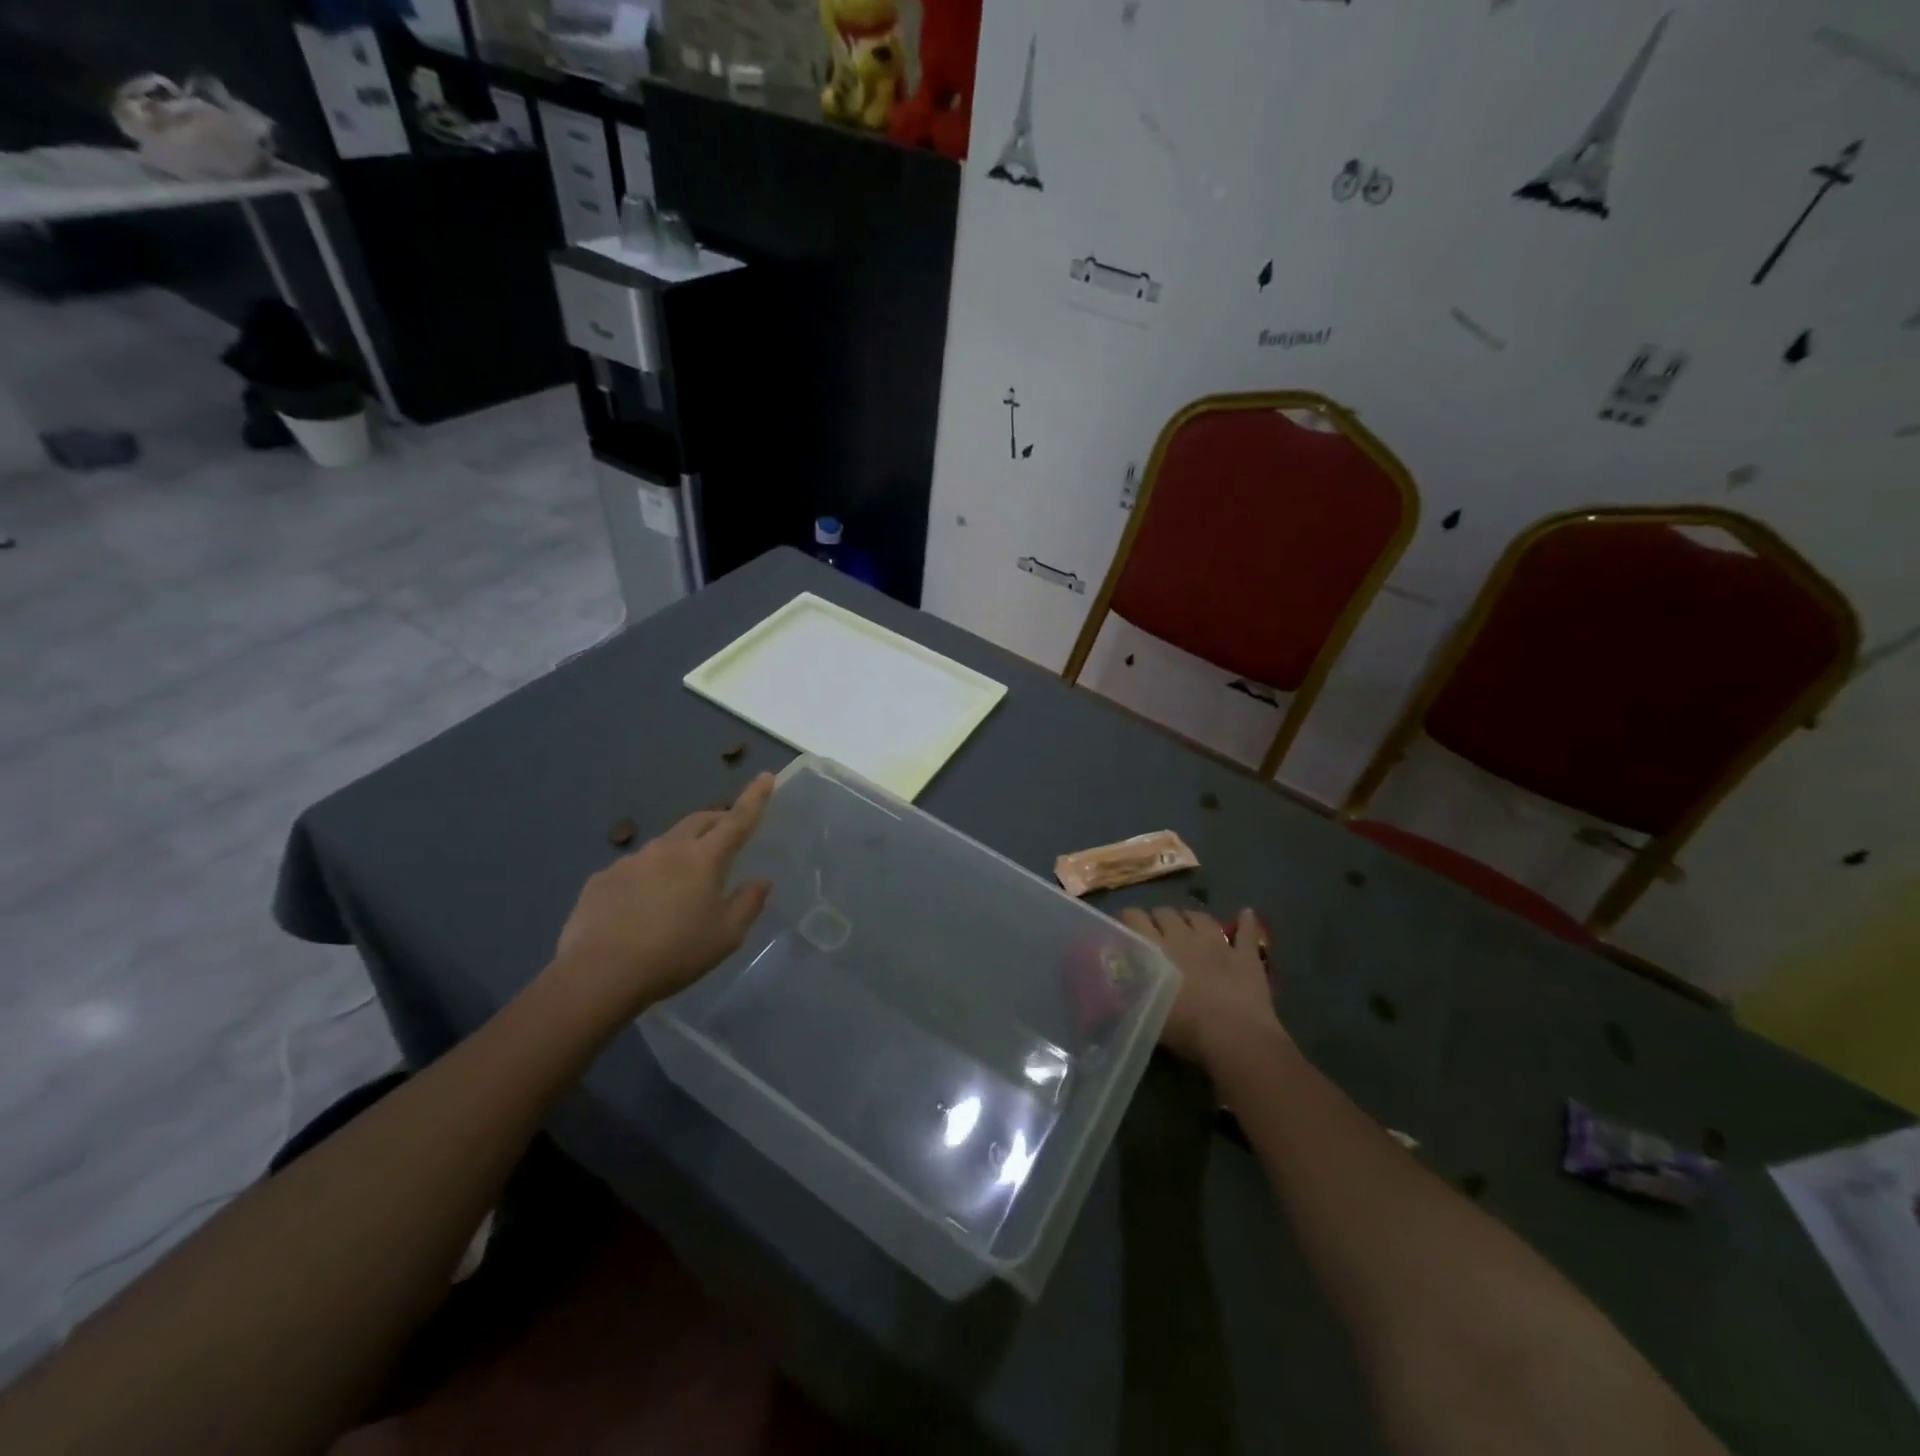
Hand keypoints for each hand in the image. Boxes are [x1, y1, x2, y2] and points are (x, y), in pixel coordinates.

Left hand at [553, 774, 774, 1019]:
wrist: (598, 975)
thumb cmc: (674, 954)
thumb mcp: (726, 936)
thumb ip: (748, 903)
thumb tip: (760, 880)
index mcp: (703, 859)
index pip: (737, 820)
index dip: (755, 798)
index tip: (766, 776)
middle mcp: (667, 849)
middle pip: (699, 821)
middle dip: (718, 819)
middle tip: (729, 832)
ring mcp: (630, 861)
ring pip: (666, 844)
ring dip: (682, 851)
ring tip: (683, 884)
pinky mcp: (602, 879)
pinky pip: (635, 869)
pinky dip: (649, 876)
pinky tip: (643, 907)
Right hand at [1122, 906, 1288, 1073]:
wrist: (1235, 1038)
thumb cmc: (1185, 1029)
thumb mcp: (1144, 1014)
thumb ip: (1129, 993)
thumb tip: (1115, 985)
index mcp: (1157, 949)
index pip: (1135, 919)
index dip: (1129, 918)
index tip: (1125, 926)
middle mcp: (1184, 937)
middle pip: (1167, 913)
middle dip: (1159, 919)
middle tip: (1156, 932)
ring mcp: (1218, 944)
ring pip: (1201, 917)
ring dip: (1192, 918)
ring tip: (1188, 925)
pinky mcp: (1246, 956)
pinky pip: (1247, 933)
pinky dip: (1246, 921)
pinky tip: (1246, 913)